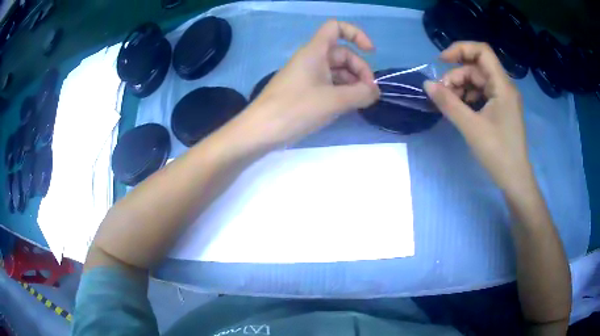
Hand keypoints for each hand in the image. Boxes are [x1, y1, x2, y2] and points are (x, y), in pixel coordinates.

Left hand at [237, 20, 379, 146]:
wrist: (260, 131)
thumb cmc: (295, 109)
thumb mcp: (333, 101)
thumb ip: (360, 94)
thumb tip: (375, 92)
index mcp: (315, 51)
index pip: (336, 28)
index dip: (356, 34)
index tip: (371, 52)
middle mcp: (311, 59)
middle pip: (343, 54)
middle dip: (360, 69)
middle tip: (370, 93)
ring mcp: (307, 75)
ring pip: (337, 71)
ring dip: (353, 83)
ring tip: (362, 102)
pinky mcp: (303, 91)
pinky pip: (328, 84)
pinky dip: (341, 92)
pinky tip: (348, 106)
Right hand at [424, 42, 532, 192]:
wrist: (515, 180)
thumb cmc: (497, 153)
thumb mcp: (471, 127)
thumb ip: (448, 103)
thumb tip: (427, 84)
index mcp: (502, 86)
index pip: (482, 51)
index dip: (460, 49)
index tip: (441, 61)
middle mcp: (504, 87)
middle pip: (477, 68)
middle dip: (457, 76)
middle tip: (442, 94)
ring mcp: (503, 98)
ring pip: (478, 81)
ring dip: (461, 87)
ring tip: (449, 104)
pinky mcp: (501, 109)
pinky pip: (482, 94)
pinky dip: (469, 97)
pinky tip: (460, 109)